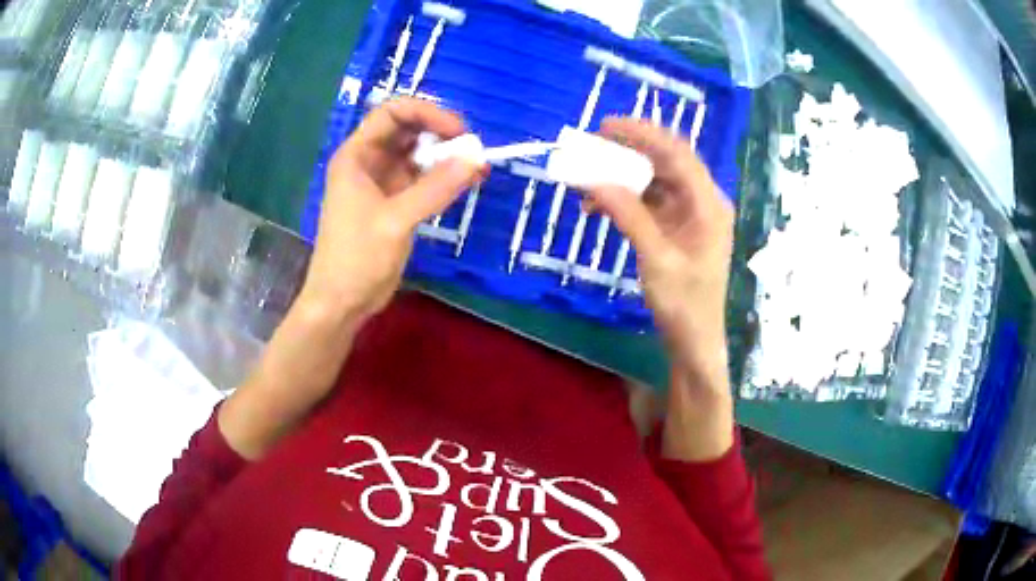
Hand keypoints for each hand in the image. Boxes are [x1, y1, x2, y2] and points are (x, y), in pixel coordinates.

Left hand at [302, 97, 484, 321]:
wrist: (342, 302)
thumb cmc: (356, 258)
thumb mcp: (395, 220)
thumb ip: (435, 188)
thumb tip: (477, 159)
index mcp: (357, 155)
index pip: (392, 113)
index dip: (426, 112)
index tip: (459, 130)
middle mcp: (369, 162)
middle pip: (407, 130)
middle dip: (440, 133)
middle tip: (472, 148)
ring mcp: (383, 182)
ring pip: (418, 155)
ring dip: (446, 157)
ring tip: (478, 166)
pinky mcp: (395, 203)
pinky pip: (423, 179)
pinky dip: (444, 178)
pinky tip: (468, 182)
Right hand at [587, 117, 735, 460]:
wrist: (694, 340)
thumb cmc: (684, 305)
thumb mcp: (656, 260)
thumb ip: (629, 216)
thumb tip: (595, 180)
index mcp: (709, 205)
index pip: (677, 154)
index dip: (643, 134)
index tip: (606, 126)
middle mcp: (702, 201)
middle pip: (666, 161)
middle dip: (628, 150)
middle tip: (592, 144)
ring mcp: (689, 214)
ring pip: (654, 180)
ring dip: (621, 176)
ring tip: (586, 179)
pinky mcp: (675, 226)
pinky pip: (648, 201)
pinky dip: (623, 199)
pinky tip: (597, 205)